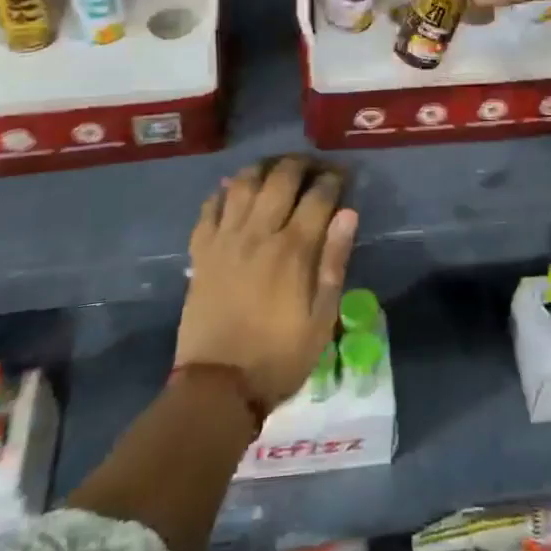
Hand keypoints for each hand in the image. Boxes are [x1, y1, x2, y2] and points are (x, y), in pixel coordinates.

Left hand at [176, 156, 359, 412]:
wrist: (217, 387)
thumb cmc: (279, 356)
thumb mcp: (321, 318)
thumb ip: (334, 262)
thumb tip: (348, 214)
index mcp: (293, 249)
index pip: (318, 195)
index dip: (333, 179)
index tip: (342, 175)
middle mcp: (259, 232)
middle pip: (280, 178)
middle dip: (301, 164)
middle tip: (313, 166)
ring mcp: (225, 239)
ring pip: (243, 183)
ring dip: (263, 168)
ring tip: (275, 170)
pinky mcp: (201, 251)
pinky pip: (210, 207)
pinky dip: (223, 192)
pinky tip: (233, 191)